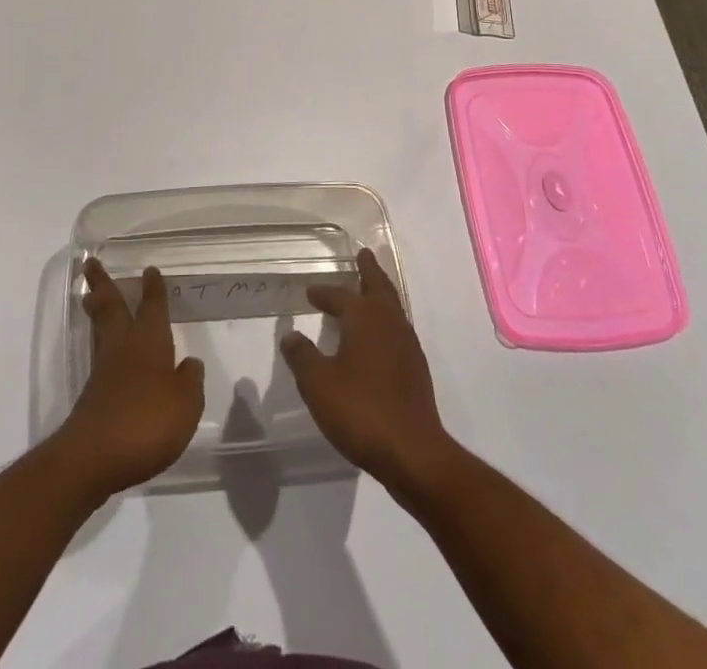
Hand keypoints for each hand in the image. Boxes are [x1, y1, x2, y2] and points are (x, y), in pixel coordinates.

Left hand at [53, 259, 204, 499]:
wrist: (94, 458)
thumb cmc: (147, 422)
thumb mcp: (185, 404)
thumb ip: (190, 381)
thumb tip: (189, 363)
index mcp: (149, 343)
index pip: (152, 308)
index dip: (153, 289)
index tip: (149, 270)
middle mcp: (123, 348)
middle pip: (111, 308)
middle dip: (103, 284)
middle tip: (90, 263)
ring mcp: (103, 372)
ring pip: (100, 329)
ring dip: (96, 309)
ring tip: (91, 296)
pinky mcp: (92, 397)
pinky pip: (98, 357)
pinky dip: (100, 343)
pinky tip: (107, 352)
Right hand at [281, 249, 452, 490]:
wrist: (413, 452)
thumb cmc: (361, 411)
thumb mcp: (318, 384)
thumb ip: (302, 357)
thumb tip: (290, 335)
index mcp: (365, 318)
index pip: (340, 296)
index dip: (324, 293)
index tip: (310, 291)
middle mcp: (389, 322)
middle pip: (379, 287)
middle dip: (369, 270)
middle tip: (363, 255)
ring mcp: (407, 345)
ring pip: (392, 307)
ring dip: (379, 294)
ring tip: (368, 291)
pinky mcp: (416, 369)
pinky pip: (398, 329)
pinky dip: (386, 320)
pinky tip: (377, 337)